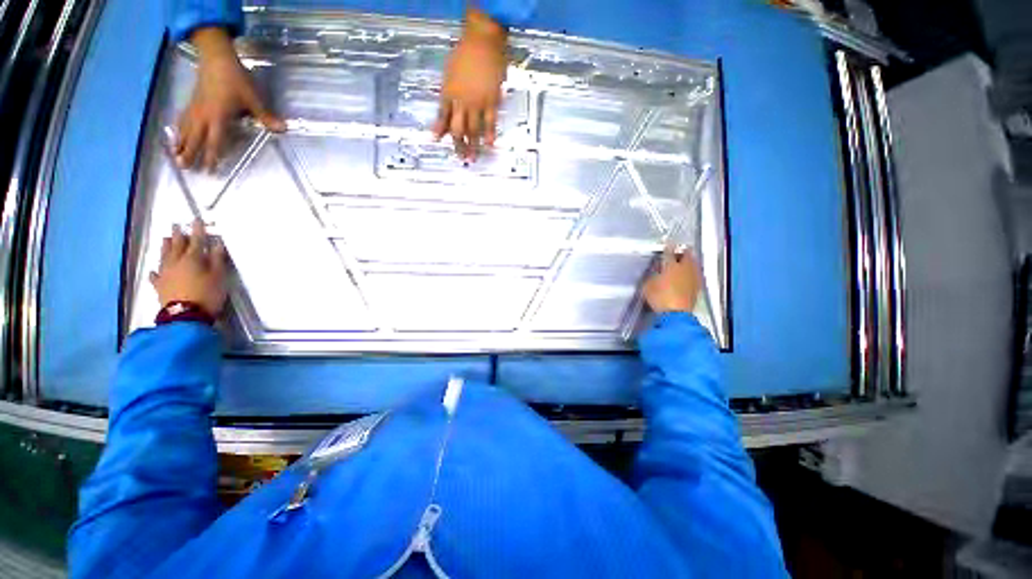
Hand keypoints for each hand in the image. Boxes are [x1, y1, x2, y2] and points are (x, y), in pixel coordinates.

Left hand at [150, 219, 227, 317]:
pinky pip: (155, 276)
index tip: (196, 220)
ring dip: (166, 247)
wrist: (186, 315)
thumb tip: (216, 244)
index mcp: (192, 259)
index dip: (197, 230)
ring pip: (164, 257)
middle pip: (177, 246)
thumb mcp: (219, 276)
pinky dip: (155, 272)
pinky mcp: (160, 286)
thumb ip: (217, 259)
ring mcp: (166, 274)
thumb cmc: (207, 294)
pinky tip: (153, 270)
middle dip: (178, 235)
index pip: (196, 240)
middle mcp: (176, 262)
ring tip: (165, 239)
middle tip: (176, 225)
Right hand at [175, 27, 284, 170]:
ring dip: (181, 144)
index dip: (212, 156)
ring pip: (185, 130)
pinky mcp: (191, 101)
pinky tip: (175, 135)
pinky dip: (178, 129)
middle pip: (195, 138)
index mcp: (218, 117)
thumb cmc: (235, 79)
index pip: (215, 141)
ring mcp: (195, 108)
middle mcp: (203, 116)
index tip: (209, 169)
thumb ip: (266, 116)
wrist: (216, 57)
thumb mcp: (253, 99)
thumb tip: (283, 129)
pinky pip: (182, 119)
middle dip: (190, 154)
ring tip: (175, 158)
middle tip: (184, 168)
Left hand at [433, 9, 507, 160]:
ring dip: (473, 145)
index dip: (439, 130)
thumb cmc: (465, 53)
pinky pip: (490, 121)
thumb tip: (446, 106)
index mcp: (448, 92)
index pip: (443, 116)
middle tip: (460, 157)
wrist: (483, 40)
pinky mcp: (491, 101)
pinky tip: (490, 144)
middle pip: (458, 128)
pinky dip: (489, 133)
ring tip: (473, 158)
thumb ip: (447, 91)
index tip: (436, 141)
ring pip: (473, 129)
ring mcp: (477, 103)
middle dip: (458, 145)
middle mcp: (461, 101)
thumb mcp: (449, 72)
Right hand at [643, 246, 701, 313]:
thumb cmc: (659, 297)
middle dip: (682, 252)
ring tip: (684, 262)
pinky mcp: (698, 287)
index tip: (667, 242)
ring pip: (693, 263)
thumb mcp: (648, 285)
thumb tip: (655, 269)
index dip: (668, 246)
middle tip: (678, 251)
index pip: (669, 251)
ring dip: (689, 261)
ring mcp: (693, 277)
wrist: (676, 314)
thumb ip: (652, 274)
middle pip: (687, 255)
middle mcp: (685, 268)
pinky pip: (696, 274)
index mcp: (671, 265)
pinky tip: (688, 275)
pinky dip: (692, 272)